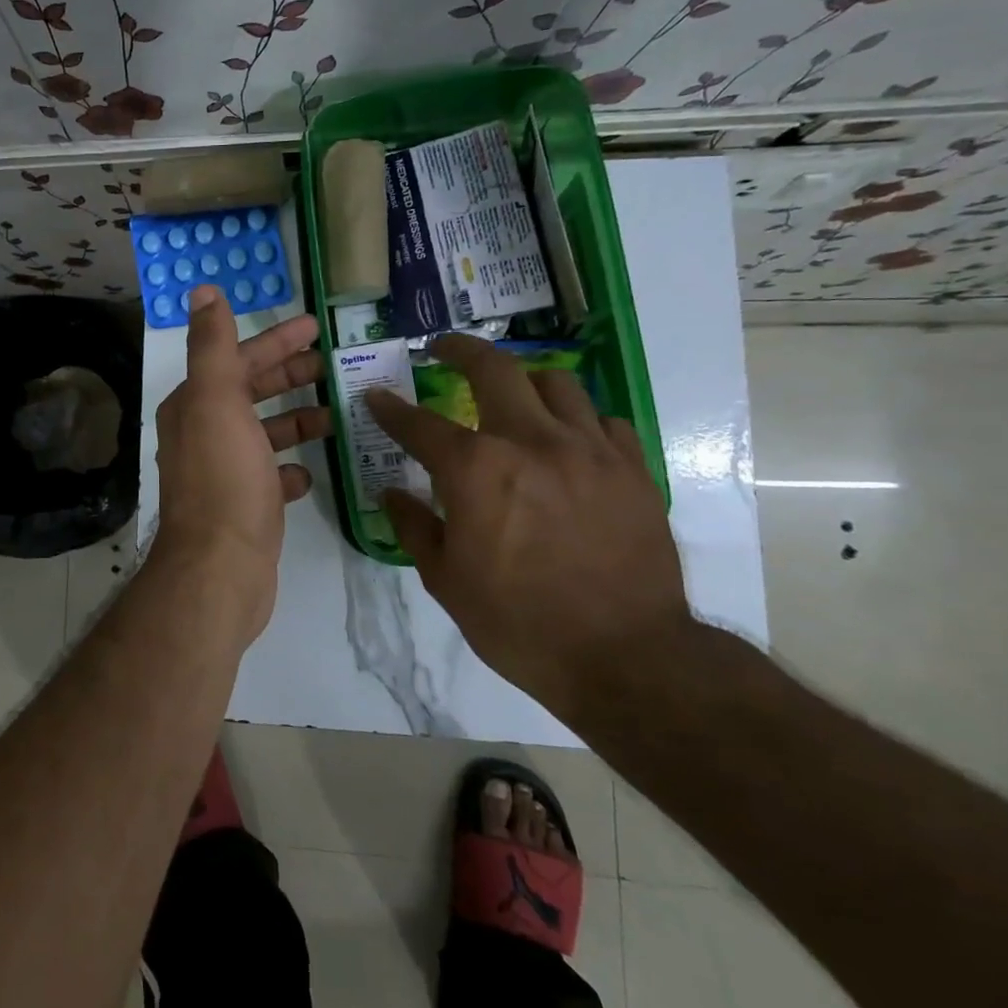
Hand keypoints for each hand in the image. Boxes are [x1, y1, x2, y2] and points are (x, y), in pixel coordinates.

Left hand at [150, 284, 331, 638]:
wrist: (220, 568)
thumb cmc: (224, 478)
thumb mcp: (217, 401)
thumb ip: (213, 346)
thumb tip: (202, 291)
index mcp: (195, 406)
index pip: (238, 360)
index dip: (274, 340)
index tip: (315, 327)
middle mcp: (202, 435)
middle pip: (250, 393)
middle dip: (288, 375)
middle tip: (333, 365)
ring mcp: (221, 473)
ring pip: (261, 435)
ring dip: (295, 421)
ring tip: (335, 414)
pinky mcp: (241, 508)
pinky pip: (268, 477)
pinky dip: (288, 469)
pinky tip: (310, 471)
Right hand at [367, 335, 689, 719]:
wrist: (627, 657)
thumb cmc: (519, 622)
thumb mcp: (445, 581)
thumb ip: (414, 526)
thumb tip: (392, 493)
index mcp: (476, 470)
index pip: (419, 424)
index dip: (391, 409)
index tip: (376, 397)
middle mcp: (531, 442)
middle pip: (494, 369)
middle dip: (459, 350)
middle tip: (442, 349)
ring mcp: (588, 450)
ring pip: (556, 382)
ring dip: (522, 380)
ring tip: (510, 393)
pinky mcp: (632, 469)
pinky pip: (602, 420)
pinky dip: (576, 419)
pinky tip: (567, 440)